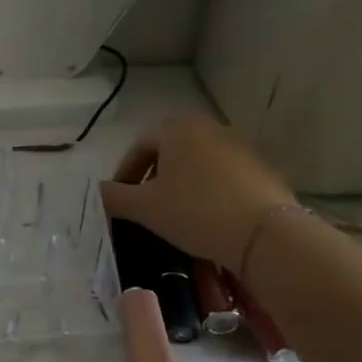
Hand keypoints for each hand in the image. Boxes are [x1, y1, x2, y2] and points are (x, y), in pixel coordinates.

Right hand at [99, 113, 296, 265]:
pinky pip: (223, 176)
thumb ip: (113, 197)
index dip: (125, 174)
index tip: (121, 201)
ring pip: (197, 163)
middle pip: (169, 151)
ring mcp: (240, 146)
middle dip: (153, 178)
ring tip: (175, 215)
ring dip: (181, 185)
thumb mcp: (143, 207)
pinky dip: (208, 192)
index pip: (139, 146)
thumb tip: (97, 192)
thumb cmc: (194, 211)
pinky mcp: (262, 168)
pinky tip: (207, 218)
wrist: (265, 234)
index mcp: (177, 127)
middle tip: (145, 207)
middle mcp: (210, 127)